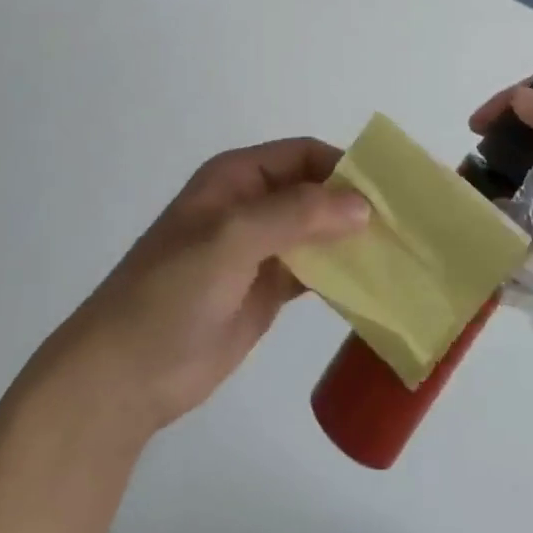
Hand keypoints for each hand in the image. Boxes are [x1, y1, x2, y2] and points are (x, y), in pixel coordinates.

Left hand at [26, 140, 368, 438]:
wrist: (125, 376)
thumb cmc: (171, 292)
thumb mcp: (231, 239)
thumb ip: (296, 215)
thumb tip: (362, 203)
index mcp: (237, 178)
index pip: (303, 156)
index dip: (344, 167)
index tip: (390, 190)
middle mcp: (251, 206)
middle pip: (314, 192)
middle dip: (355, 204)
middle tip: (407, 224)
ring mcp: (259, 250)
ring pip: (318, 232)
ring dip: (352, 240)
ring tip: (402, 253)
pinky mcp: (266, 291)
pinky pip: (313, 271)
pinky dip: (341, 274)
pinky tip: (374, 284)